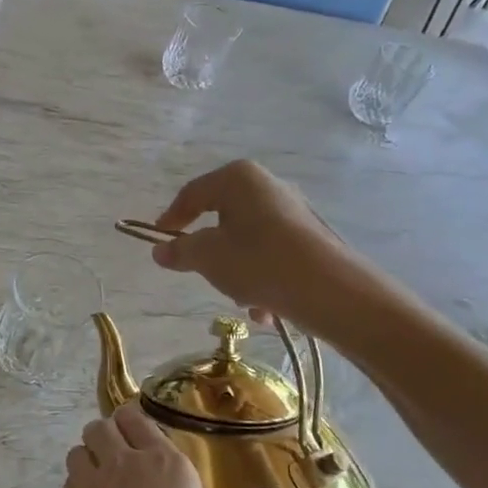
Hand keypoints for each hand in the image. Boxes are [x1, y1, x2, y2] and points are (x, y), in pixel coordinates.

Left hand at [25, 402, 277, 487]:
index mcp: (166, 466)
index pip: (141, 419)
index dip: (140, 422)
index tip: (149, 437)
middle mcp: (125, 461)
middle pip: (106, 423)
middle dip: (113, 430)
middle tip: (128, 454)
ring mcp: (90, 480)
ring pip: (83, 444)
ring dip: (92, 451)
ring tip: (107, 474)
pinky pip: (70, 474)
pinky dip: (79, 478)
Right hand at [150, 160, 368, 334]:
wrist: (330, 289)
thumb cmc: (258, 261)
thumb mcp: (207, 257)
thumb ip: (180, 251)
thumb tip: (160, 250)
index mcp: (238, 178)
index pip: (192, 194)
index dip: (171, 217)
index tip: (158, 239)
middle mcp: (268, 185)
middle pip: (223, 218)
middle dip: (211, 251)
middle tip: (200, 273)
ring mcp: (294, 211)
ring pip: (248, 241)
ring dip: (238, 271)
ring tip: (241, 300)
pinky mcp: (312, 237)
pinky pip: (273, 254)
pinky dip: (263, 278)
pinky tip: (266, 309)